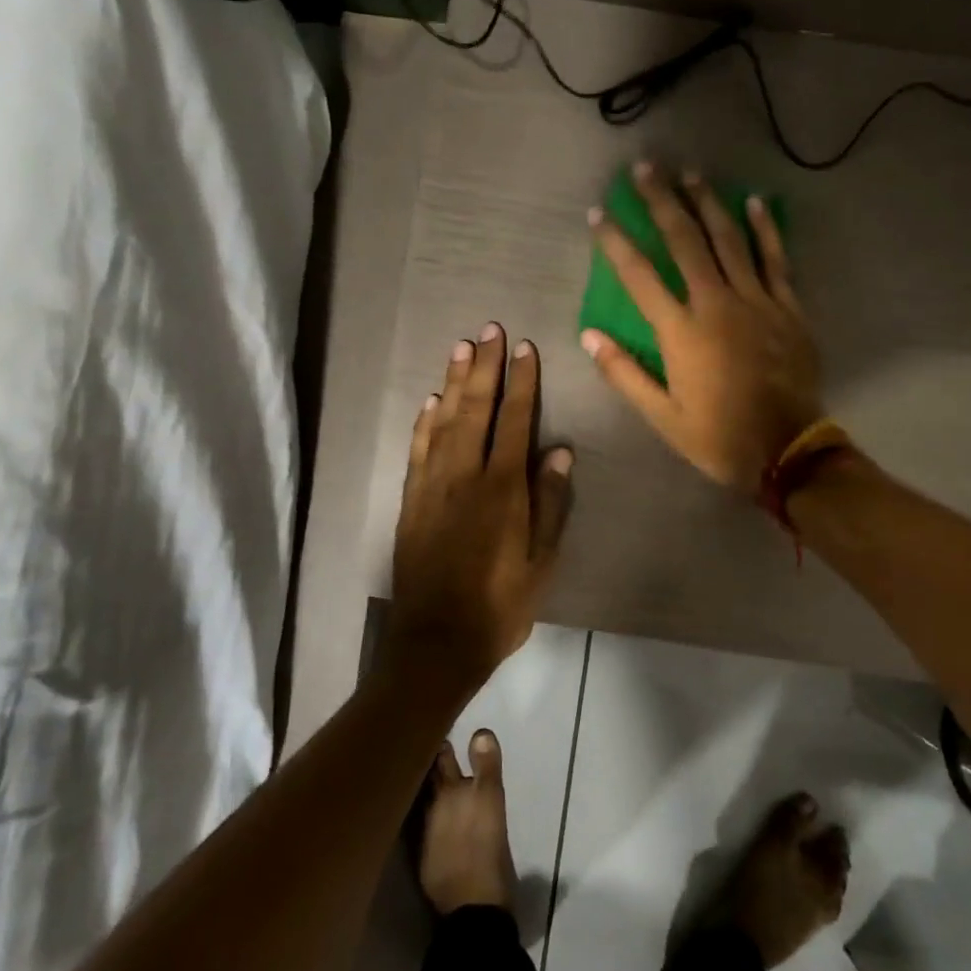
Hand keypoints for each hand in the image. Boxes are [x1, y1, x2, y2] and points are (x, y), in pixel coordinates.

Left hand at [388, 324, 574, 691]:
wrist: (436, 642)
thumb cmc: (501, 605)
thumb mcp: (542, 562)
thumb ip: (550, 504)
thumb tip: (559, 452)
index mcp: (503, 489)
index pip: (515, 421)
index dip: (522, 382)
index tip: (525, 348)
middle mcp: (464, 477)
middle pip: (476, 409)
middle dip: (484, 367)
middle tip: (489, 329)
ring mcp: (432, 487)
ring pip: (443, 422)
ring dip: (453, 382)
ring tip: (460, 347)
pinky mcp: (410, 502)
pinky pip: (418, 450)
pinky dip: (424, 422)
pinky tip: (430, 402)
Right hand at [584, 164, 823, 495]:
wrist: (787, 450)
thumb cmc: (718, 436)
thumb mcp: (662, 417)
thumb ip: (625, 374)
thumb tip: (589, 336)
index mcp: (682, 332)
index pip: (640, 276)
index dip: (616, 242)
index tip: (600, 214)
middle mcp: (717, 304)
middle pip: (685, 241)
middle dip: (662, 202)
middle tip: (646, 169)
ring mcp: (757, 301)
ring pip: (729, 239)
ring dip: (707, 203)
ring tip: (690, 173)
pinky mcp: (788, 307)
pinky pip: (776, 258)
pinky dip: (764, 229)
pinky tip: (754, 202)